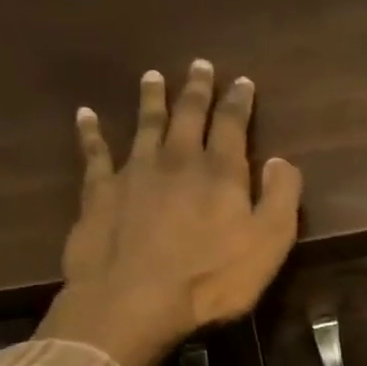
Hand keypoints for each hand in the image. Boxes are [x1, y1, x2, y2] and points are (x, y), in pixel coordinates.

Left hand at [38, 59, 303, 365]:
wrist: (135, 300)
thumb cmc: (212, 279)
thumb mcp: (269, 244)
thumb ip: (281, 199)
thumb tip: (282, 161)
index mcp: (221, 172)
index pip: (232, 125)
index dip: (239, 102)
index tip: (242, 82)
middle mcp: (177, 160)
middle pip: (188, 115)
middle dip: (196, 90)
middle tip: (199, 65)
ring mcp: (134, 173)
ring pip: (145, 125)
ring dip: (150, 99)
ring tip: (152, 76)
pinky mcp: (100, 193)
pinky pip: (94, 153)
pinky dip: (90, 132)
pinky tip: (85, 115)